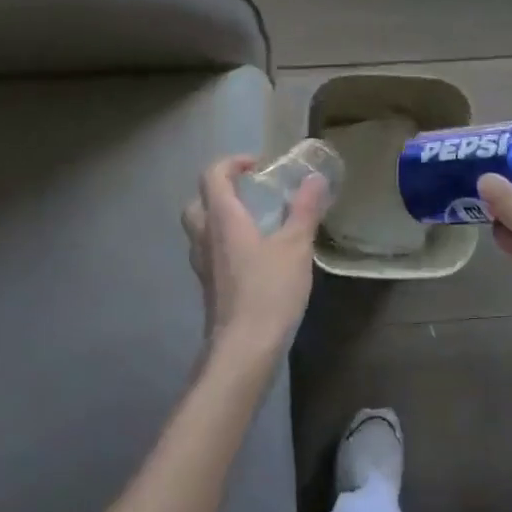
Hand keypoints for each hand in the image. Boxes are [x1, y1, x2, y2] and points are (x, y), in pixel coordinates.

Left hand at [181, 156, 327, 356]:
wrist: (243, 349)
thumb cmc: (268, 290)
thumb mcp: (295, 246)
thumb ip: (305, 210)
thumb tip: (314, 178)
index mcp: (222, 219)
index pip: (212, 176)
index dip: (232, 163)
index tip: (258, 165)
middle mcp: (206, 238)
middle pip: (197, 203)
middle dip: (219, 191)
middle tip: (249, 194)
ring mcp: (204, 266)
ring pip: (201, 231)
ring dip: (221, 219)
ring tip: (256, 224)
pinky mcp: (210, 289)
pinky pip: (211, 254)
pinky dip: (226, 246)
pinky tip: (254, 258)